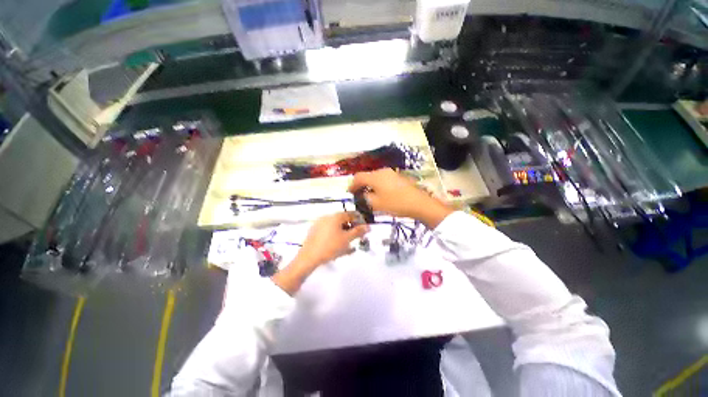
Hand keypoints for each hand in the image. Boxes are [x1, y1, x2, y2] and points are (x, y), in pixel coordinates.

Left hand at [272, 212, 368, 294]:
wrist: (309, 258)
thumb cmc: (330, 246)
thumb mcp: (347, 239)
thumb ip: (358, 232)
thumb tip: (368, 226)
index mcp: (335, 216)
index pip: (351, 214)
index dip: (359, 220)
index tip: (365, 228)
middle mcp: (327, 217)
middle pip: (343, 220)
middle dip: (352, 228)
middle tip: (357, 238)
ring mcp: (319, 224)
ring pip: (336, 227)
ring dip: (344, 233)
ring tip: (349, 245)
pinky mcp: (314, 232)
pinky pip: (329, 232)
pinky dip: (336, 236)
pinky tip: (339, 247)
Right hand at [348, 168, 453, 228]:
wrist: (419, 203)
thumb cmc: (395, 204)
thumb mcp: (376, 204)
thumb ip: (365, 198)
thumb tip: (361, 195)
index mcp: (375, 176)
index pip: (358, 177)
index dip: (352, 185)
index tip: (349, 193)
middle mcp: (382, 171)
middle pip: (367, 176)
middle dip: (360, 185)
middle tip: (358, 195)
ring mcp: (391, 173)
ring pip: (375, 177)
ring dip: (369, 185)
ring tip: (369, 195)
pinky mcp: (398, 177)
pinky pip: (383, 179)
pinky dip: (378, 185)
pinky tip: (380, 193)